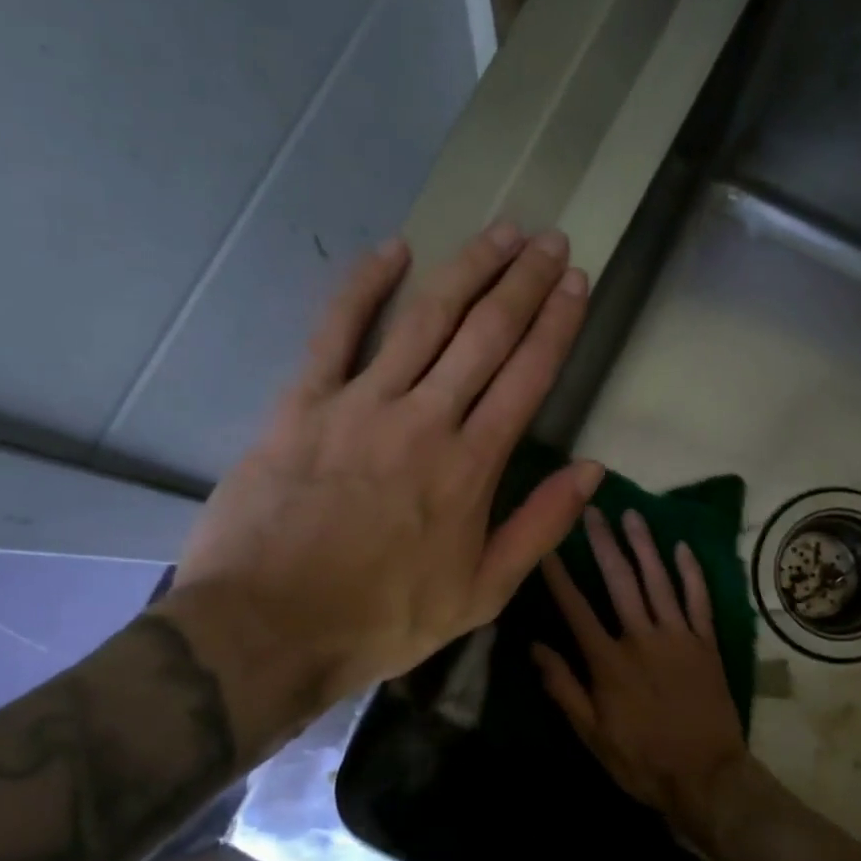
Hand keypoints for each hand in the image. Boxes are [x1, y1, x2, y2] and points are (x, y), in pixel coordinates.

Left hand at [158, 222, 603, 748]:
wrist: (268, 628)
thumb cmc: (381, 618)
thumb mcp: (481, 594)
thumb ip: (539, 527)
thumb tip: (591, 471)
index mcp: (471, 466)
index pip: (528, 376)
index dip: (557, 324)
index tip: (578, 283)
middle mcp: (425, 419)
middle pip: (485, 334)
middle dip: (524, 282)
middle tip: (551, 240)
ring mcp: (361, 403)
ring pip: (425, 319)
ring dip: (468, 270)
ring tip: (501, 232)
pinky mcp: (303, 403)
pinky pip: (336, 330)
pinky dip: (365, 285)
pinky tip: (394, 250)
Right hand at [533, 507, 748, 848]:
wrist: (706, 777)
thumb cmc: (642, 760)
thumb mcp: (592, 734)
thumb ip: (563, 688)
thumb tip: (535, 647)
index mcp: (608, 661)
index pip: (576, 608)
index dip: (559, 575)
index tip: (547, 544)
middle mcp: (642, 638)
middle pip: (619, 581)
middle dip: (603, 543)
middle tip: (591, 510)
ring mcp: (678, 636)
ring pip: (658, 580)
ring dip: (643, 545)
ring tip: (631, 514)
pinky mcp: (706, 642)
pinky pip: (698, 600)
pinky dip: (690, 573)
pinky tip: (681, 548)